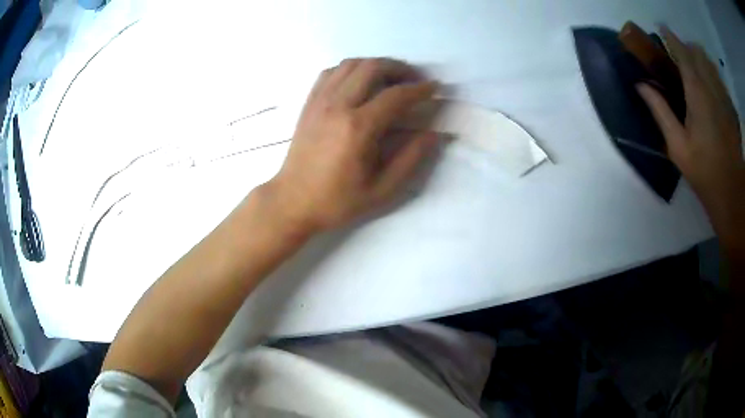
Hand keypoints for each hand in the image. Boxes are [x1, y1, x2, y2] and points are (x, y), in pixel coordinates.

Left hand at [266, 58, 437, 233]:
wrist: (292, 201)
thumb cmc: (337, 201)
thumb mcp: (381, 190)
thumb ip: (411, 159)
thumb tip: (434, 134)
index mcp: (358, 128)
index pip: (396, 96)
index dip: (420, 89)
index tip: (435, 88)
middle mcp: (338, 106)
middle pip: (373, 67)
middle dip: (400, 68)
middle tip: (414, 80)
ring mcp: (320, 101)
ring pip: (351, 64)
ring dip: (376, 65)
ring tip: (390, 78)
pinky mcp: (309, 103)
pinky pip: (331, 72)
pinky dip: (351, 69)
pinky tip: (360, 82)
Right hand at [637, 27, 742, 210]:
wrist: (731, 196)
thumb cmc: (704, 173)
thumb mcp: (678, 147)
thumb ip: (660, 111)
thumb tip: (640, 85)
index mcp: (698, 94)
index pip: (683, 52)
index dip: (671, 37)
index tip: (660, 28)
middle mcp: (713, 88)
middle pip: (698, 52)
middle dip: (686, 47)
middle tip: (678, 56)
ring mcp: (725, 97)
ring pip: (710, 63)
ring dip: (700, 58)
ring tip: (694, 69)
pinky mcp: (732, 108)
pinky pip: (720, 79)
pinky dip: (712, 74)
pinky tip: (710, 88)